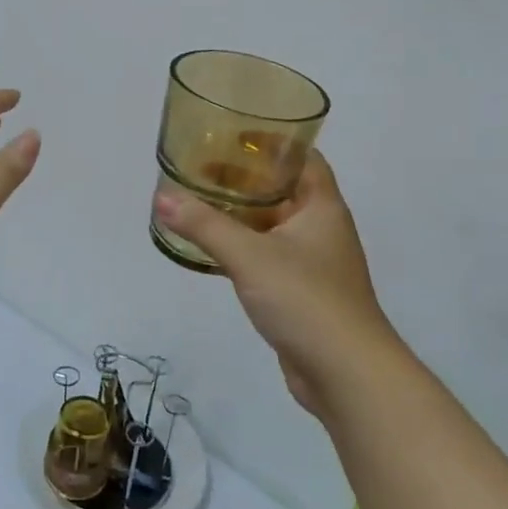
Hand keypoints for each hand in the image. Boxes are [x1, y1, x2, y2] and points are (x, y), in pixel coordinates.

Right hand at [154, 152, 404, 415]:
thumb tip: (161, 197)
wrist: (345, 373)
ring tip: (198, 203)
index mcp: (321, 207)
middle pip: (282, 190)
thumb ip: (205, 225)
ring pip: (272, 225)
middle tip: (201, 169)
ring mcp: (313, 263)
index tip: (233, 135)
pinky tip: (212, 250)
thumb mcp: (250, 256)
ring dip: (240, 215)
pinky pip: (267, 257)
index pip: (302, 158)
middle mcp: (321, 228)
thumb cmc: (306, 299)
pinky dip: (242, 247)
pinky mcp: (300, 293)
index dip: (272, 142)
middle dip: (245, 178)